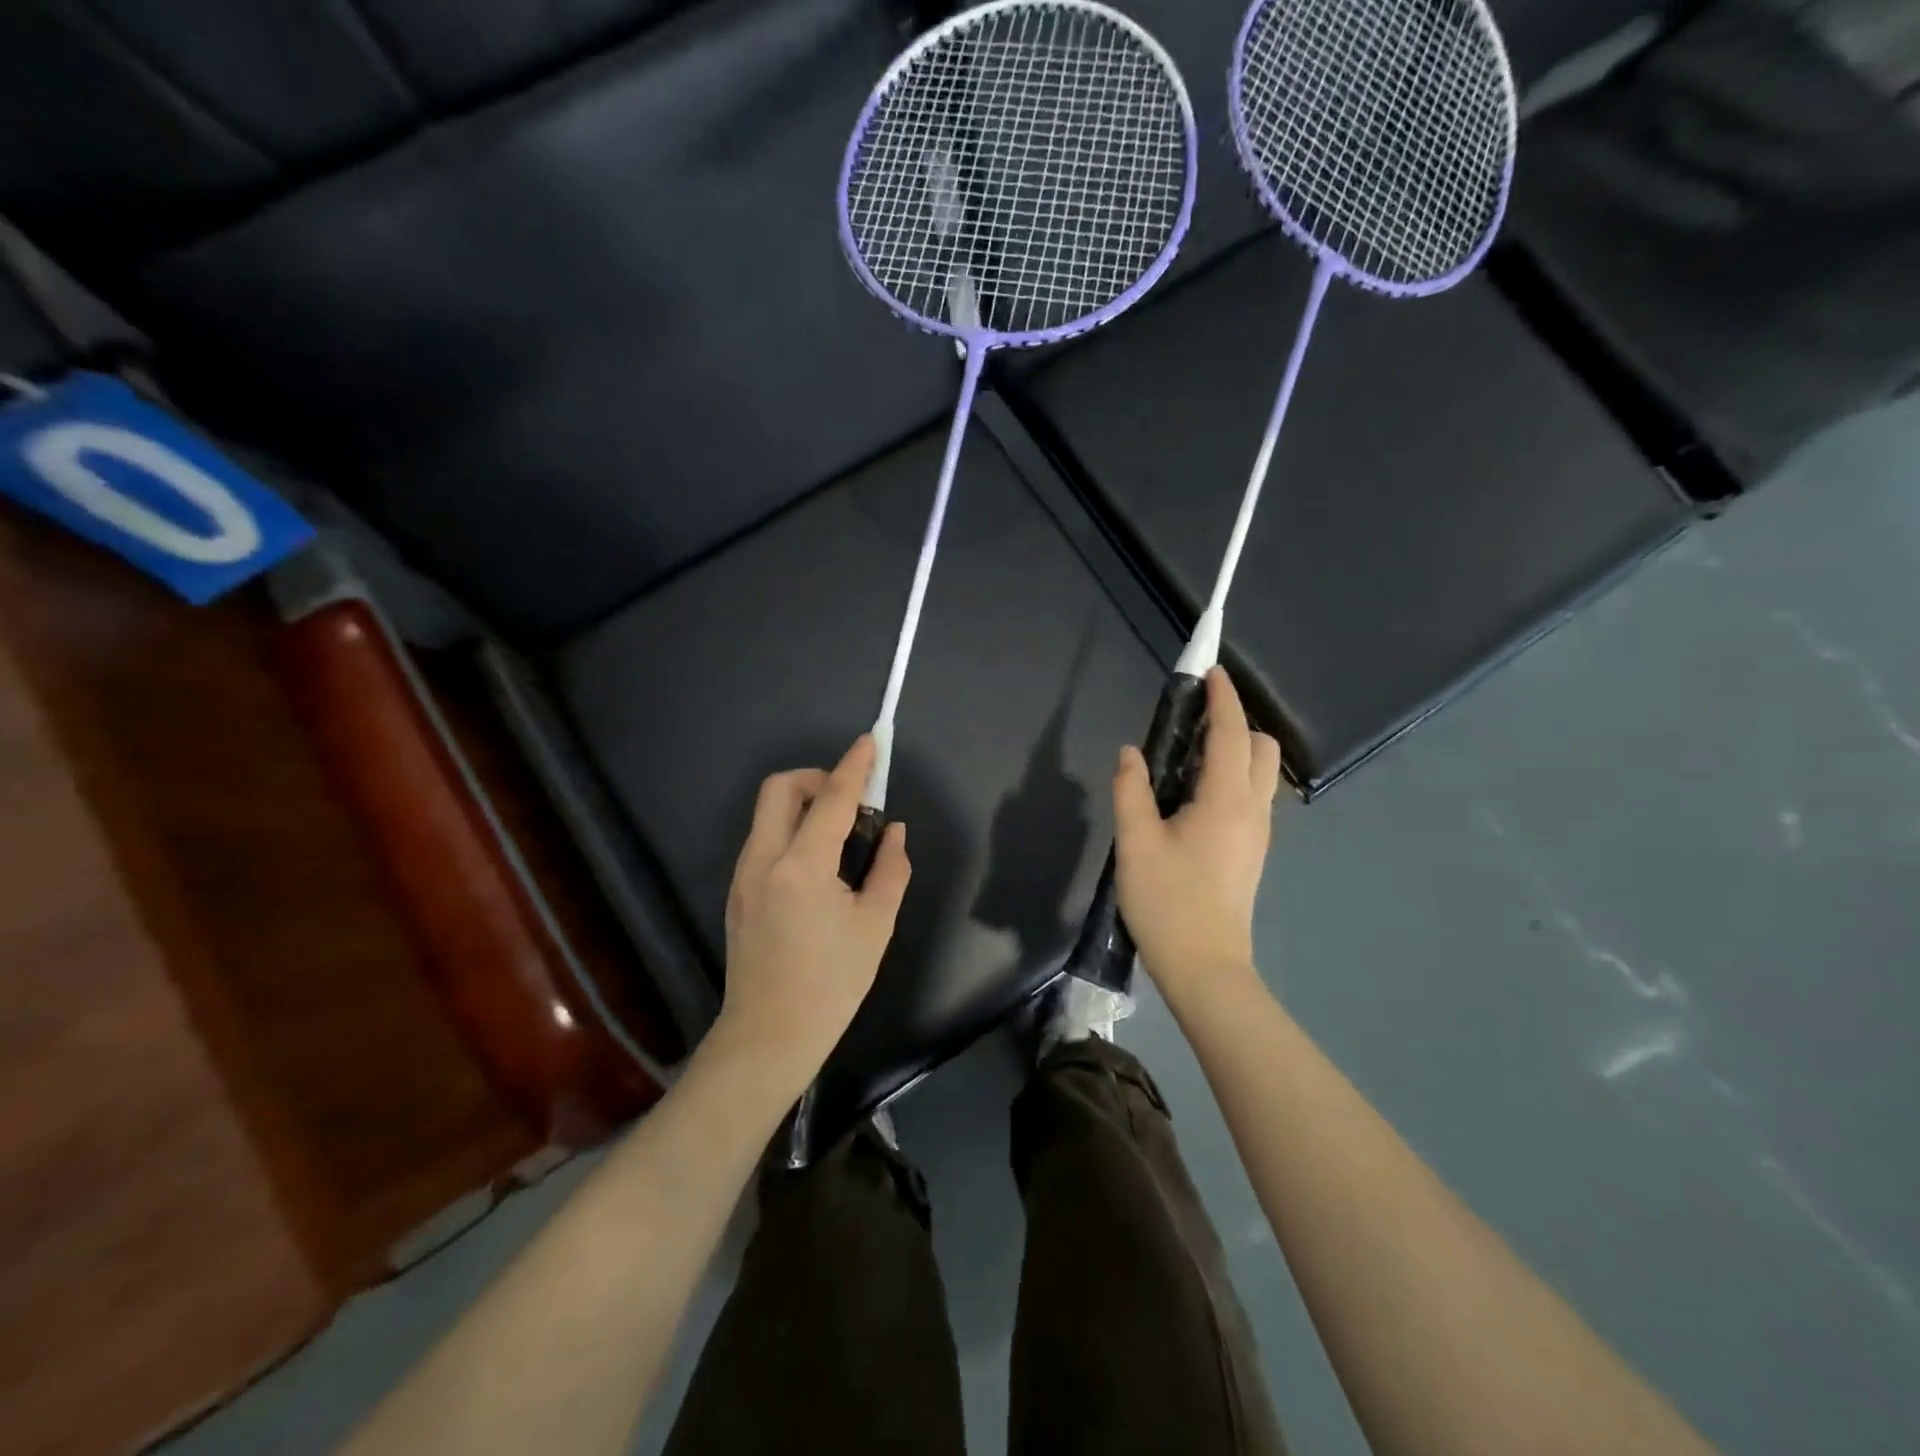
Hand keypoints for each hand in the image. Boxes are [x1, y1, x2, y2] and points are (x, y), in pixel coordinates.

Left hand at [712, 736, 910, 1096]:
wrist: (768, 1037)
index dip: (855, 766)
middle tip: (850, 802)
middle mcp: (763, 859)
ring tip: (840, 837)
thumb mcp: (875, 925)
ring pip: (768, 812)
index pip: (832, 799)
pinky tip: (817, 865)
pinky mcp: (737, 890)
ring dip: (804, 804)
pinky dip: (791, 830)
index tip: (870, 741)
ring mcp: (743, 874)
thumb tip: (893, 831)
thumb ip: (890, 869)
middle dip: (817, 778)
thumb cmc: (831, 985)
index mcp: (802, 867)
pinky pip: (764, 838)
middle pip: (781, 788)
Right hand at [1113, 667, 1280, 1011]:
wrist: (1205, 967)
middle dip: (1236, 723)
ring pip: (1261, 774)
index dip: (1224, 699)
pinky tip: (1194, 795)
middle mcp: (1253, 810)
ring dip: (1235, 751)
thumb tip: (1130, 752)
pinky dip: (1233, 777)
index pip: (1232, 734)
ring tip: (1189, 756)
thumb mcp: (1136, 843)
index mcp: (1226, 800)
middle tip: (1193, 723)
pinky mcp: (1252, 852)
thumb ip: (1131, 790)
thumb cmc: (1167, 902)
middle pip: (1262, 749)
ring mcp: (1258, 833)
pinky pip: (1252, 796)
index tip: (1212, 672)